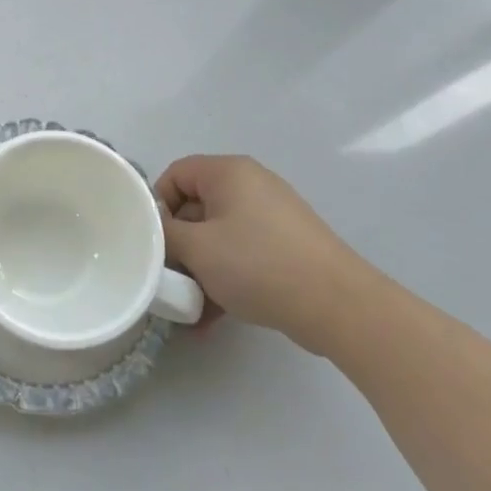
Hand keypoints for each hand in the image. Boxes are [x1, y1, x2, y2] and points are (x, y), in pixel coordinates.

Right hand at [155, 155, 364, 348]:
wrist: (338, 306)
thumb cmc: (258, 264)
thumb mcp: (197, 248)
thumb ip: (163, 234)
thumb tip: (152, 231)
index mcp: (228, 172)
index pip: (175, 175)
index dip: (157, 206)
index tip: (153, 243)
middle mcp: (250, 185)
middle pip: (195, 207)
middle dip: (178, 246)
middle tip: (167, 278)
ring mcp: (272, 217)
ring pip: (217, 236)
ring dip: (198, 269)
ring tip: (188, 307)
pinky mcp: (286, 247)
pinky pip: (241, 254)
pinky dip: (224, 278)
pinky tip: (209, 318)